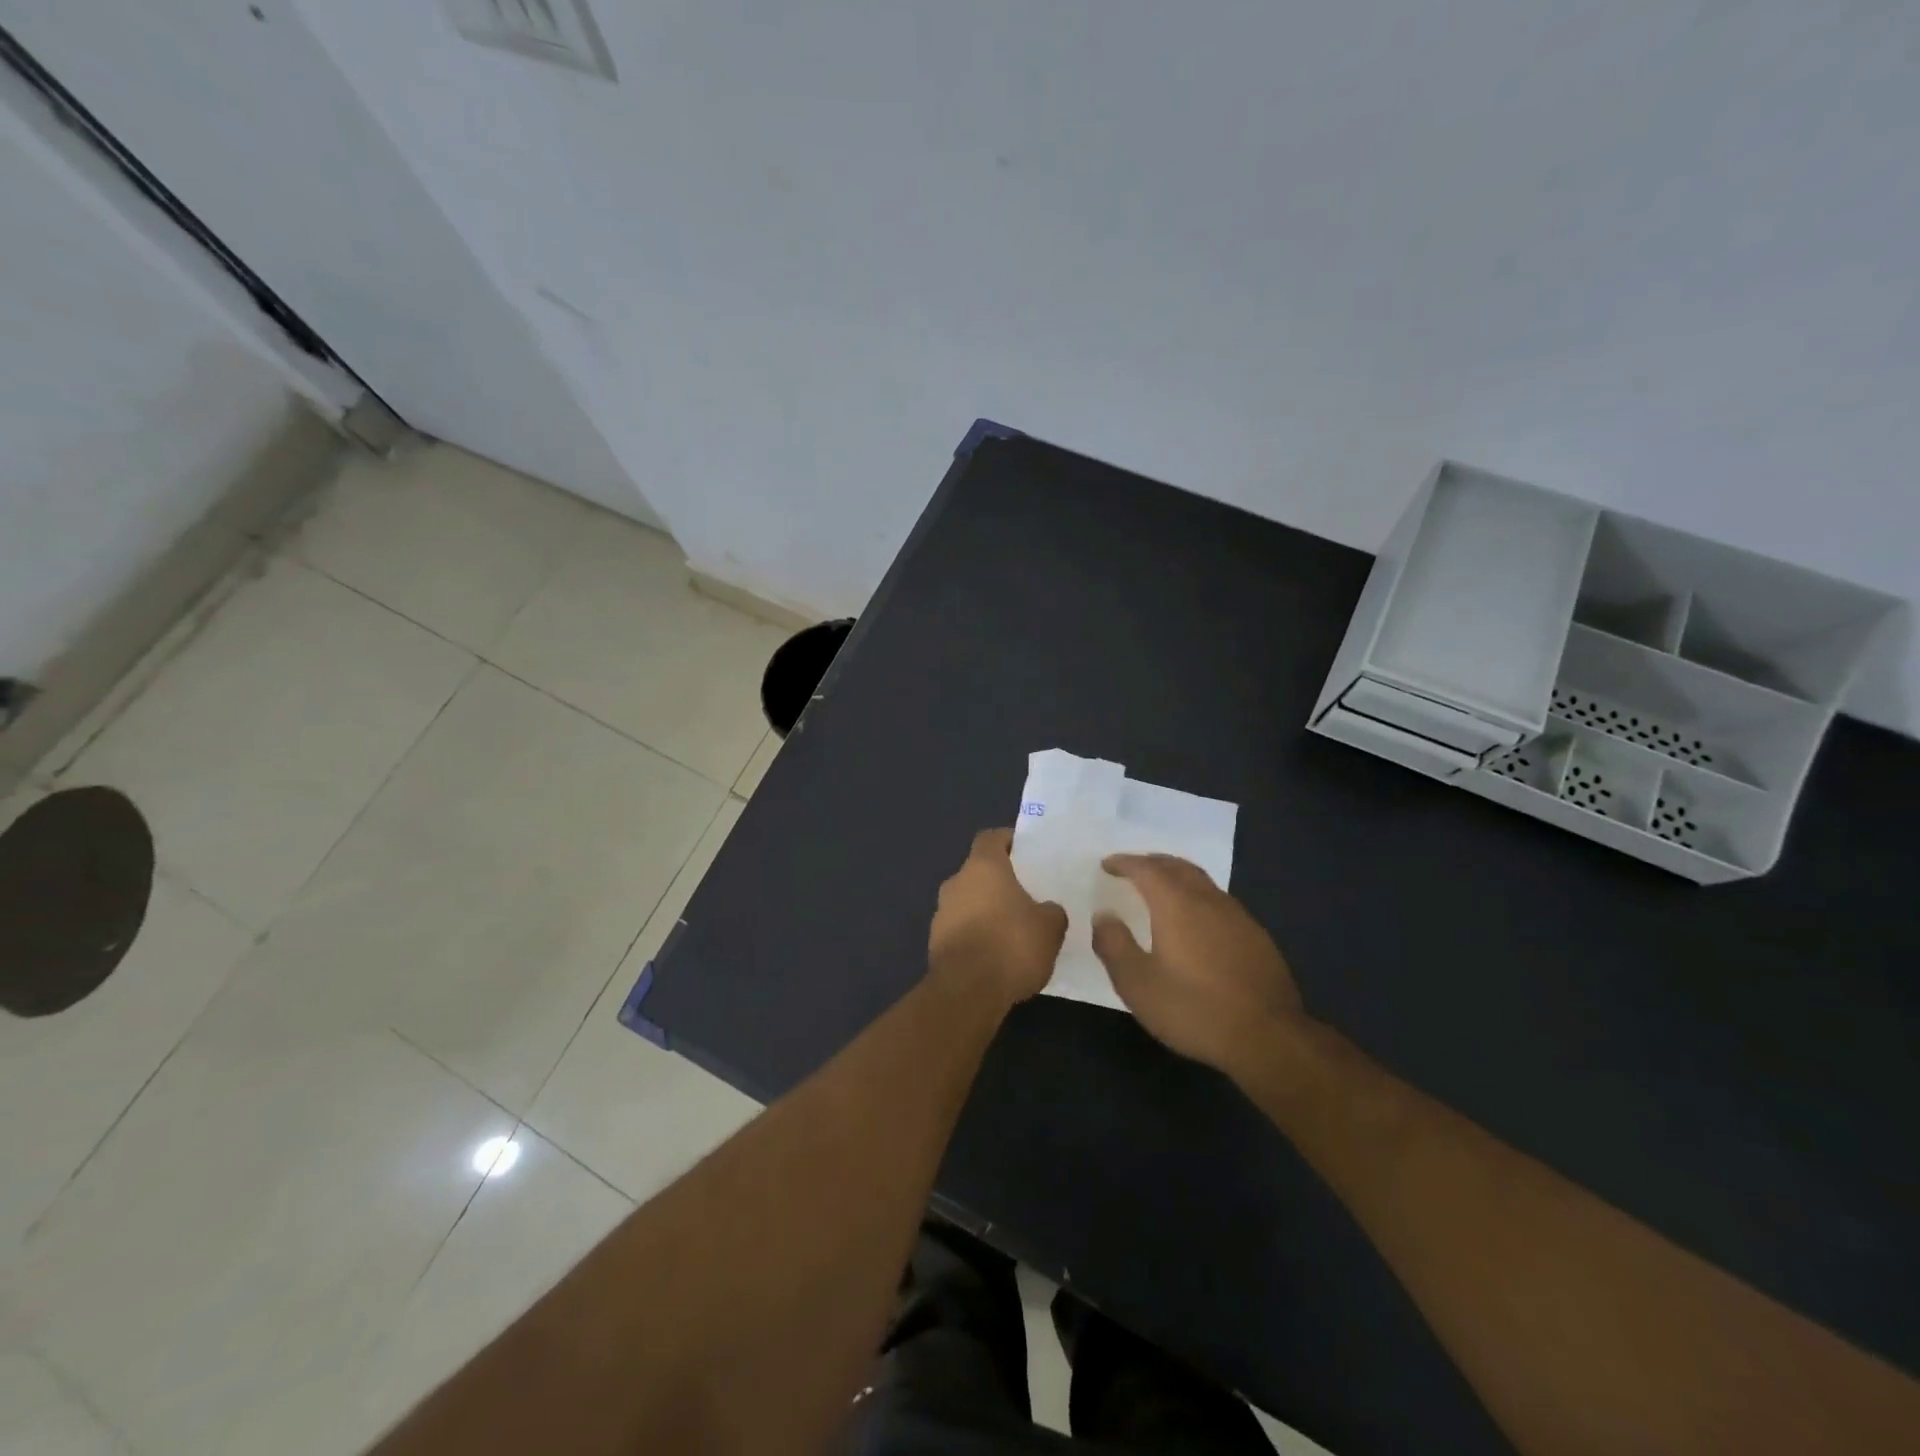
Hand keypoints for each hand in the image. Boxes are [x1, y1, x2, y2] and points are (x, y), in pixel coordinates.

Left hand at [929, 829, 1067, 1005]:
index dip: (1008, 841)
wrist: (967, 990)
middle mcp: (956, 882)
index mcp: (982, 867)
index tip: (1025, 852)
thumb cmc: (1011, 944)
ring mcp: (941, 913)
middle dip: (999, 882)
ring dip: (986, 911)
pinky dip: (977, 936)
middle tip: (1026, 896)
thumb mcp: (1050, 927)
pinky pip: (961, 930)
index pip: (991, 838)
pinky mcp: (935, 943)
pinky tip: (996, 956)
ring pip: (968, 902)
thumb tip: (1046, 910)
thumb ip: (1050, 911)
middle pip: (978, 872)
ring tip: (1013, 931)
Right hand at [1092, 854, 1303, 1078]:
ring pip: (1202, 882)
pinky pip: (1219, 902)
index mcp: (1176, 904)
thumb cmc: (1194, 1009)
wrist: (1268, 1038)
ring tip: (1161, 890)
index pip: (1146, 869)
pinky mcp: (1257, 937)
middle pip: (1178, 866)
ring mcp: (1237, 916)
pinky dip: (1198, 898)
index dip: (1124, 863)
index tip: (1107, 864)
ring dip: (1177, 877)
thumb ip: (1114, 945)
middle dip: (1152, 862)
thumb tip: (1104, 915)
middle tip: (1133, 868)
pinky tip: (1197, 921)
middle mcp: (1208, 900)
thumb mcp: (1138, 984)